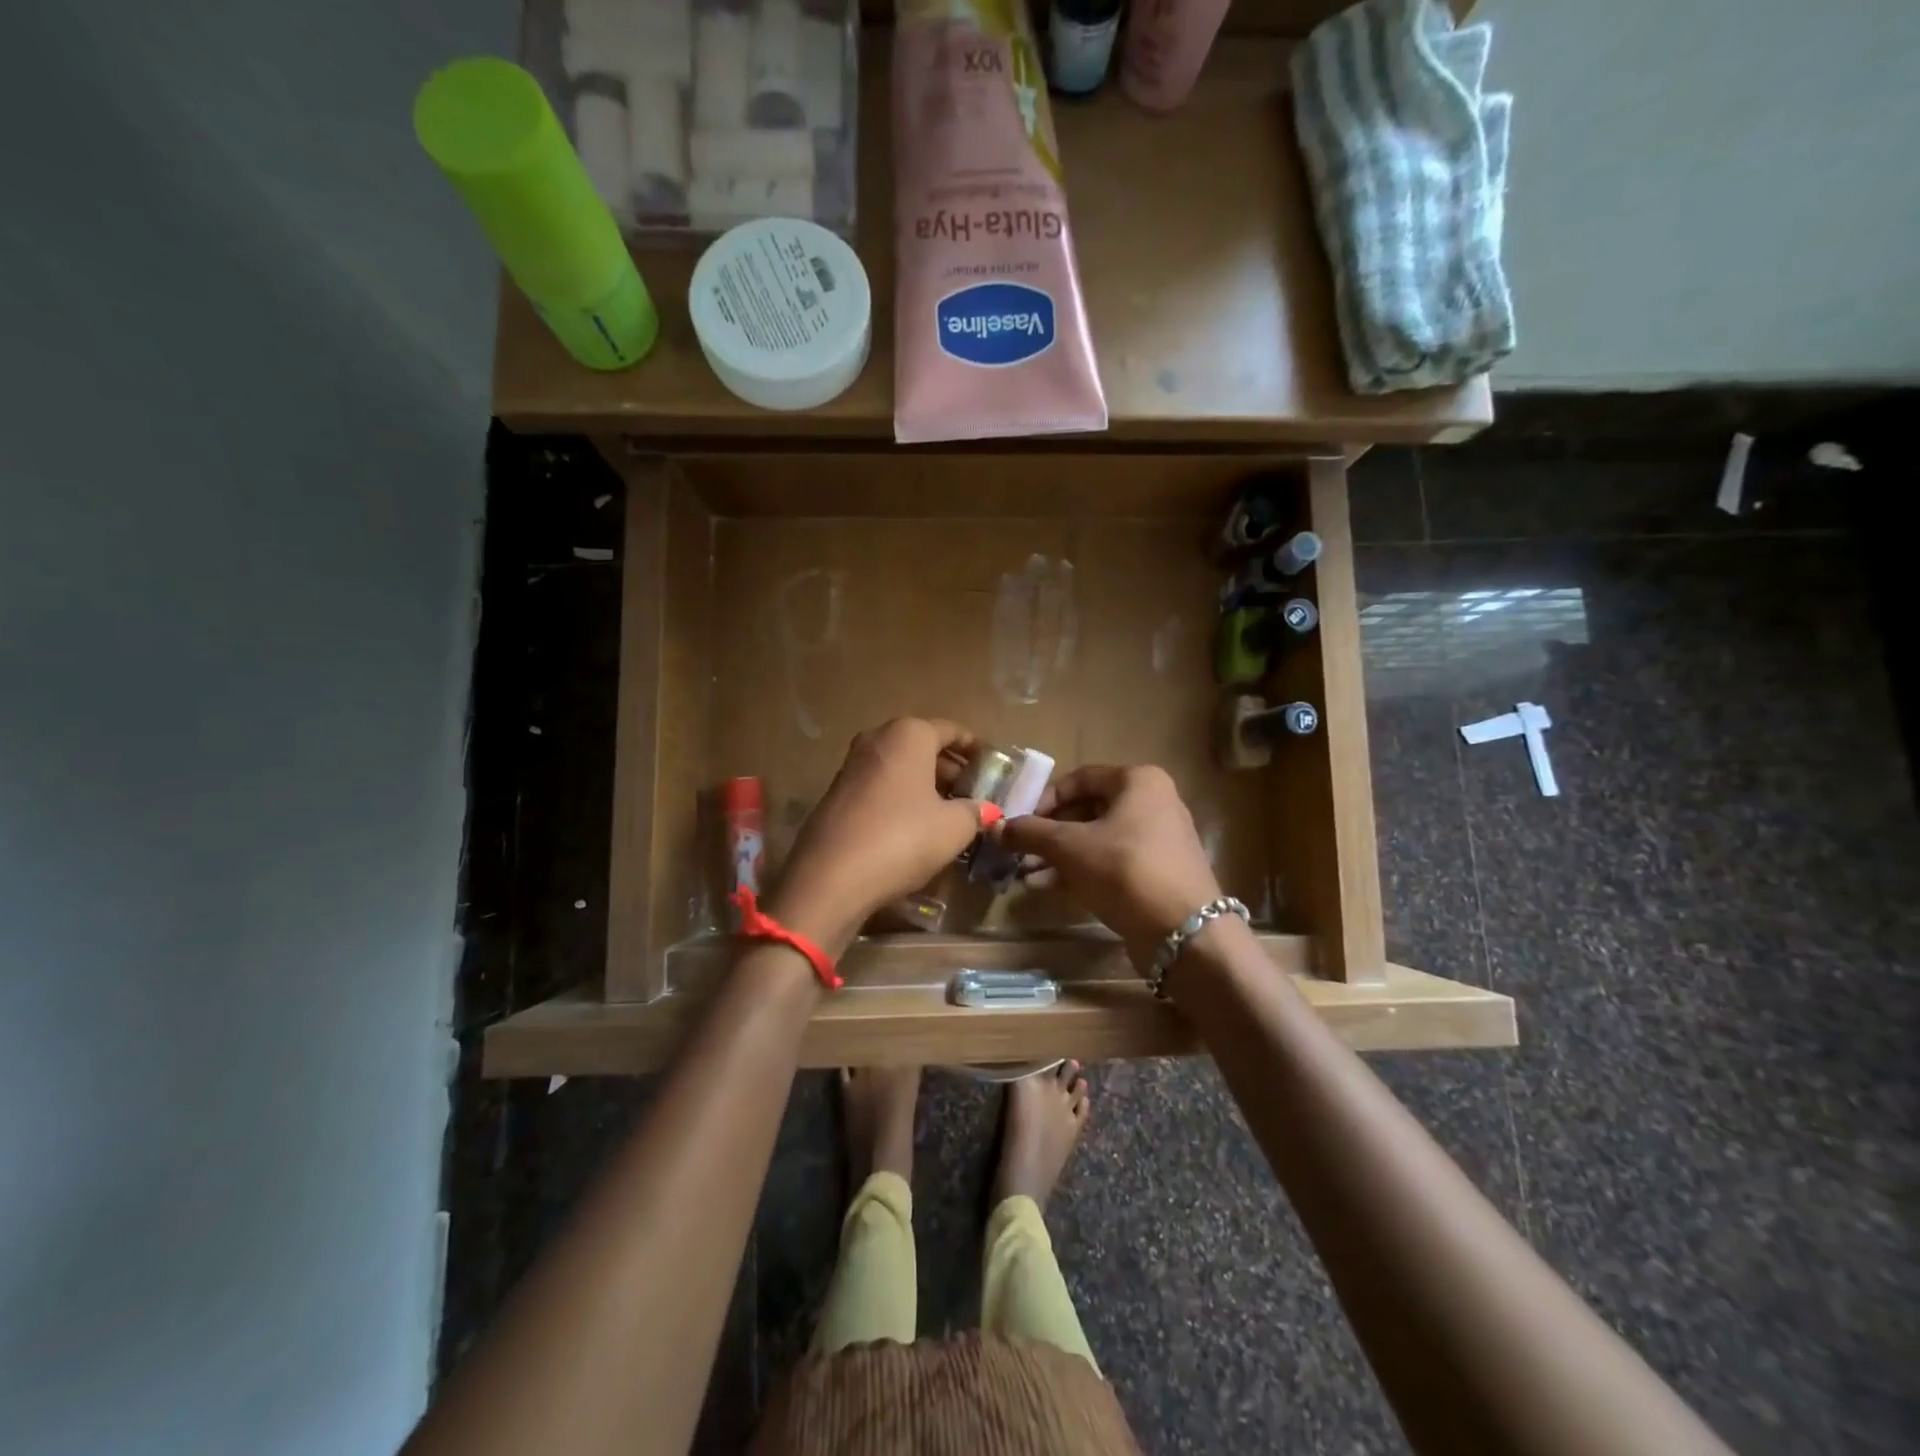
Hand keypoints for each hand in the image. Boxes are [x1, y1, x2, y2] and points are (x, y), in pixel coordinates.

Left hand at [765, 718, 996, 955]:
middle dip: (951, 770)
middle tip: (974, 796)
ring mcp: (852, 765)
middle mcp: (877, 739)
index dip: (976, 750)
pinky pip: (880, 786)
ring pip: (900, 767)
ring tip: (950, 814)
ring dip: (926, 786)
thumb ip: (975, 812)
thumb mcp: (952, 828)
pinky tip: (915, 828)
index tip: (994, 770)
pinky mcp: (836, 794)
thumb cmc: (902, 838)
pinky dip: (901, 798)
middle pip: (924, 747)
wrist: (830, 877)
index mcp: (908, 735)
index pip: (952, 731)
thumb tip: (987, 810)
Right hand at [996, 764, 1222, 970]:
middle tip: (1021, 851)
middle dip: (1050, 833)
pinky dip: (1081, 870)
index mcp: (1138, 781)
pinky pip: (1111, 862)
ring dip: (1060, 855)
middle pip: (1087, 810)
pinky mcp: (1157, 872)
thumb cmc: (1125, 870)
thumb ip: (1031, 833)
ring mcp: (1158, 839)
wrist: (1185, 932)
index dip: (1044, 799)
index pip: (1079, 778)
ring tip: (1026, 874)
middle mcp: (1153, 802)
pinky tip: (1048, 887)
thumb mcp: (1070, 847)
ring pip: (1097, 839)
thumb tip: (996, 827)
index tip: (1020, 822)